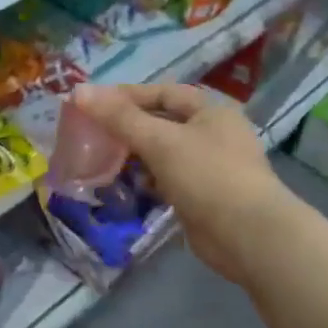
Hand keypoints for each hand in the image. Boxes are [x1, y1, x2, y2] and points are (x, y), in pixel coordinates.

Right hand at [69, 81, 285, 285]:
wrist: (248, 236)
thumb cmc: (207, 175)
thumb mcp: (159, 140)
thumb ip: (119, 117)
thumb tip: (79, 91)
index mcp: (210, 111)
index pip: (162, 92)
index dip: (128, 95)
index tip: (93, 103)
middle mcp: (213, 134)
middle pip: (162, 122)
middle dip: (128, 127)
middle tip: (92, 133)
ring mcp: (210, 167)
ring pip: (163, 153)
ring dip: (135, 155)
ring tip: (103, 159)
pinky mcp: (203, 196)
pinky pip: (168, 179)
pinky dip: (147, 180)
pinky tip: (127, 186)